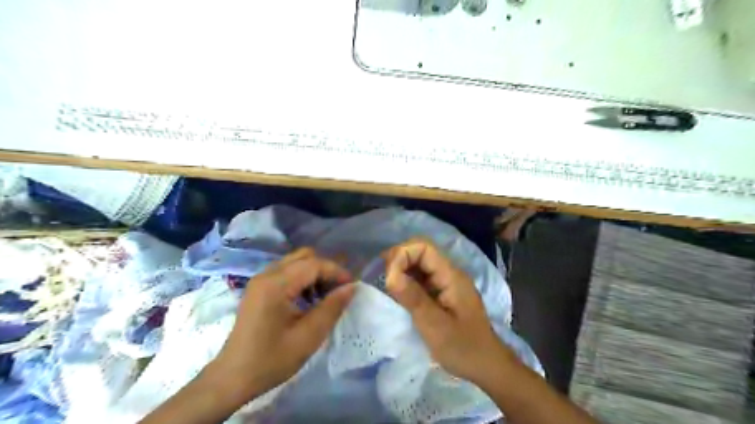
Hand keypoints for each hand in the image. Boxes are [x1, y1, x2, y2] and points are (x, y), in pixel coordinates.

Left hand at [212, 249, 354, 403]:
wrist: (232, 378)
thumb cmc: (271, 360)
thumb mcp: (308, 337)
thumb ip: (332, 307)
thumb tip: (351, 287)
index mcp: (275, 285)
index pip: (314, 264)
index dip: (336, 272)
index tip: (352, 286)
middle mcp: (266, 275)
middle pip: (304, 256)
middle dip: (326, 269)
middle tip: (338, 290)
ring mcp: (260, 280)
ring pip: (296, 262)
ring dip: (314, 273)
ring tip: (325, 296)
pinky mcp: (259, 287)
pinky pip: (286, 271)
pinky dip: (302, 278)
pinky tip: (308, 299)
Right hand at [384, 239, 512, 383]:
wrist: (487, 365)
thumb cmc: (463, 348)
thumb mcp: (435, 326)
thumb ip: (413, 298)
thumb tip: (390, 274)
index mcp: (451, 276)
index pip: (424, 248)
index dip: (403, 254)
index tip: (389, 276)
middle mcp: (449, 274)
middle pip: (421, 252)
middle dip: (399, 259)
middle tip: (384, 278)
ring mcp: (446, 283)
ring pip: (420, 264)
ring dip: (402, 270)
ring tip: (388, 285)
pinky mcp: (442, 294)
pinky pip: (422, 278)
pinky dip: (407, 281)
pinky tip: (399, 293)